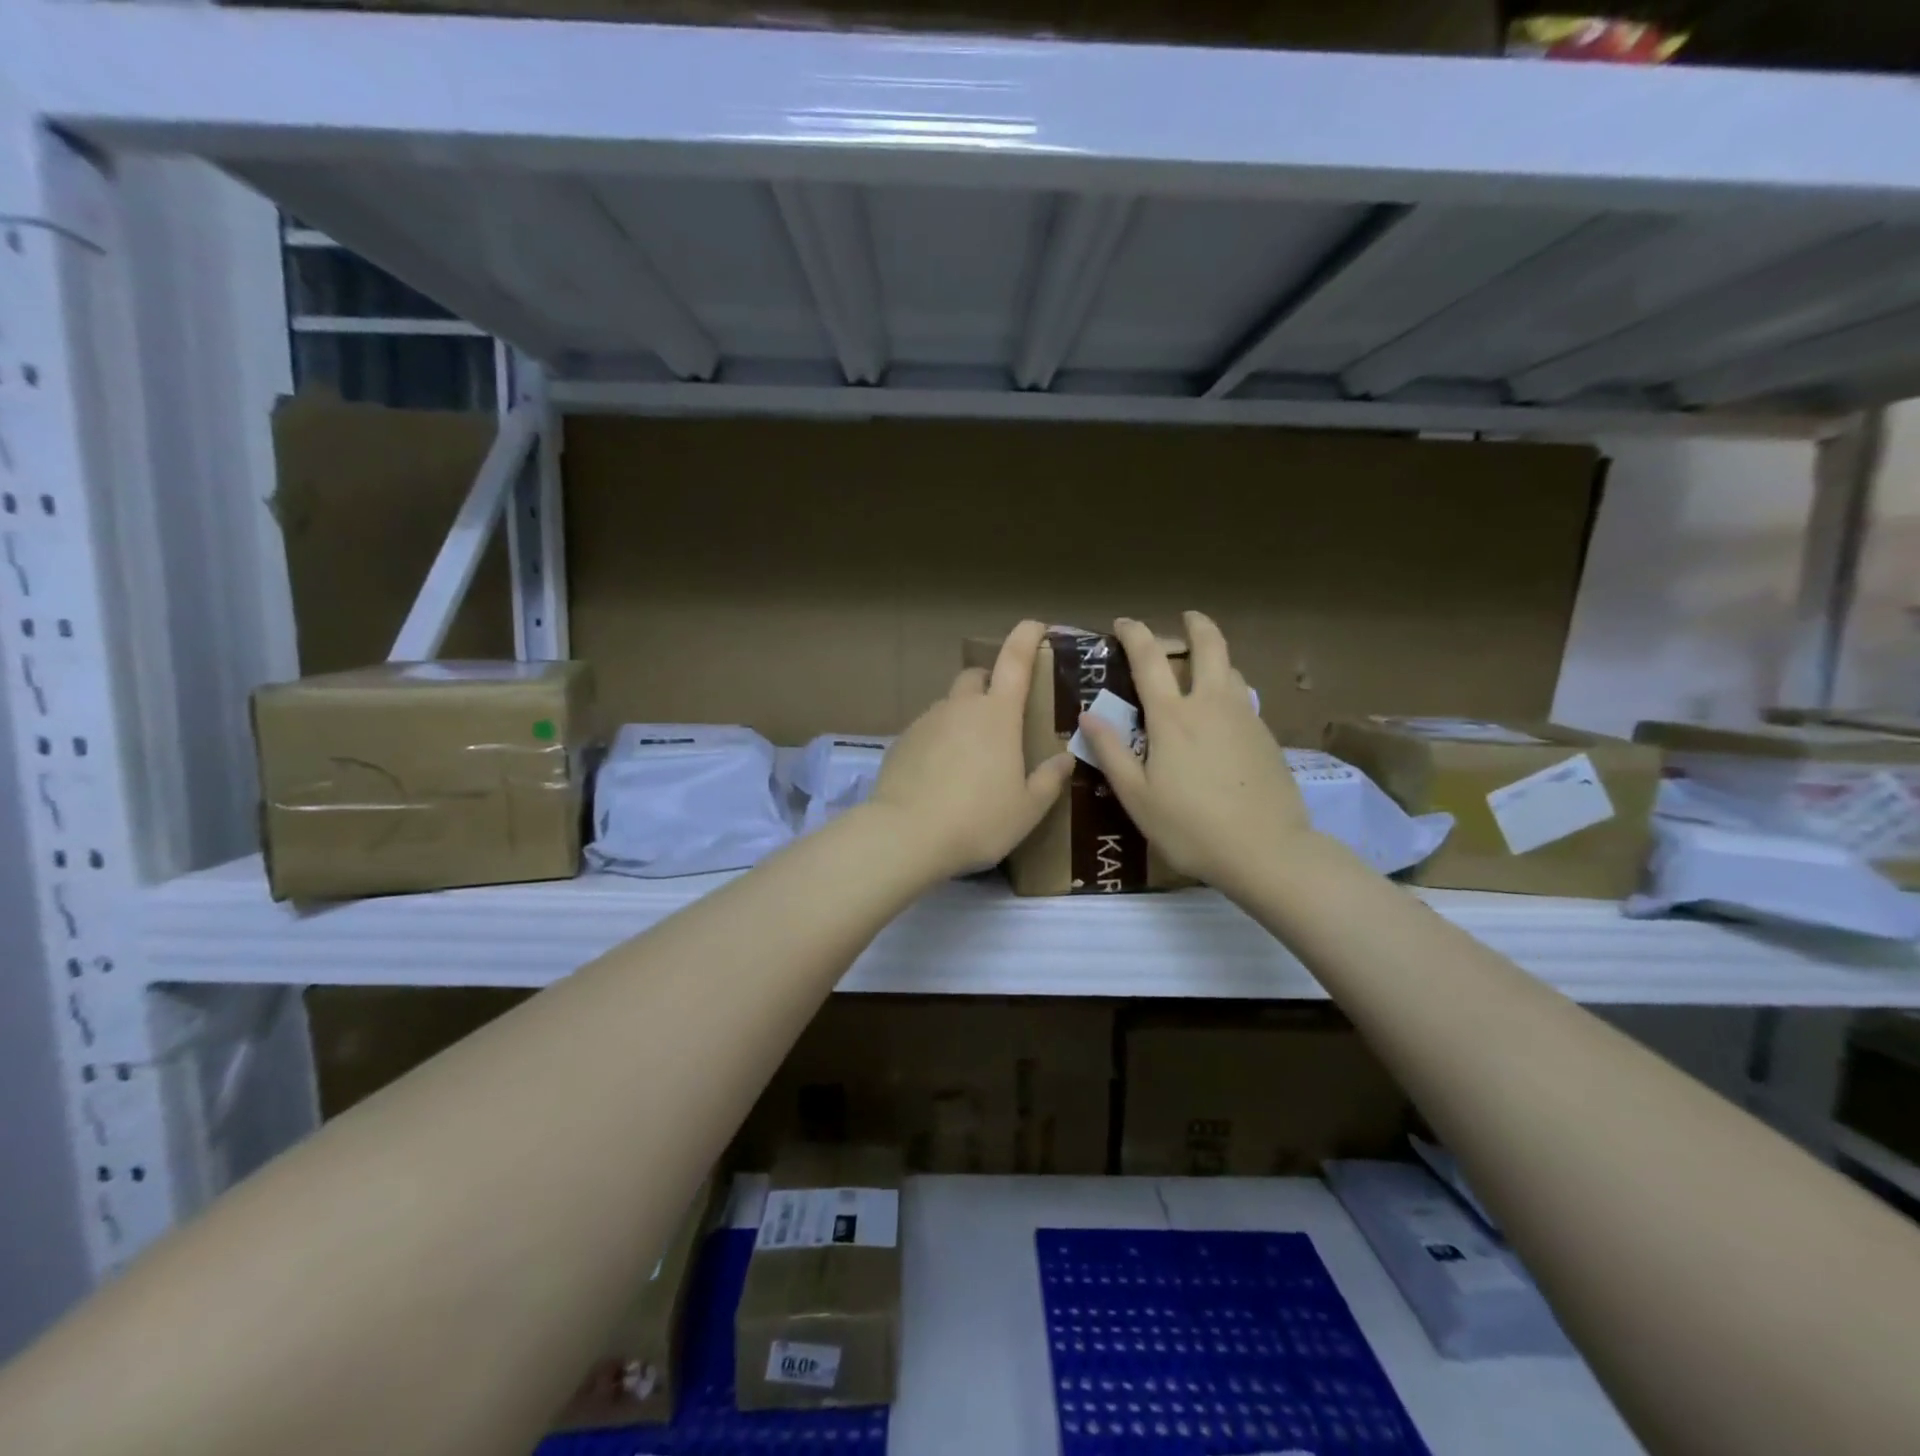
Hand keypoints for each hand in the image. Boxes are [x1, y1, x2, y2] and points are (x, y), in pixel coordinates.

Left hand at [865, 620, 1073, 878]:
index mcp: (997, 715)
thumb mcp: (1027, 809)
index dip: (1026, 637)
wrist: (906, 835)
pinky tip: (941, 775)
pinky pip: (927, 731)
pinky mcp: (901, 742)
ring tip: (971, 757)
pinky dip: (939, 741)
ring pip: (949, 706)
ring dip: (963, 717)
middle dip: (990, 683)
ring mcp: (926, 722)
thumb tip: (1066, 759)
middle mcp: (960, 707)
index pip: (1015, 660)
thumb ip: (1049, 780)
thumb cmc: (978, 819)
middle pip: (976, 677)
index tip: (1035, 625)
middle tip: (1003, 715)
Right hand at [1078, 612, 1316, 889]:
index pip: (1150, 659)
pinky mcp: (1267, 737)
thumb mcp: (1136, 797)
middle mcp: (1210, 704)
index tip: (1123, 624)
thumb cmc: (1190, 827)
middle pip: (1209, 646)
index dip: (1134, 634)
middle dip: (1196, 625)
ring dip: (1216, 659)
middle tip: (1187, 618)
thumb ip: (1111, 752)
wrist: (1266, 850)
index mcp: (1172, 717)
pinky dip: (1230, 692)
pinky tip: (1223, 718)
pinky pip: (1244, 699)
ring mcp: (1244, 718)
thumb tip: (1087, 714)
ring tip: (1204, 671)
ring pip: (1232, 670)